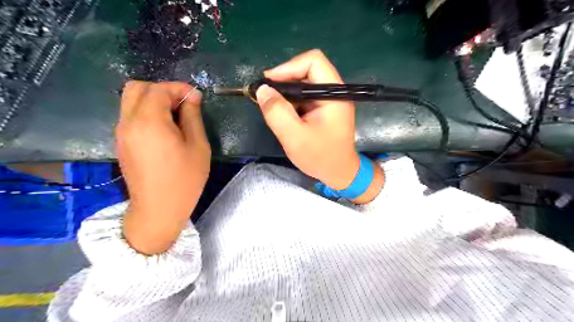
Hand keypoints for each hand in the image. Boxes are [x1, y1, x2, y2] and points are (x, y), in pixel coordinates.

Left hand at [114, 80, 209, 253]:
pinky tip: (164, 129)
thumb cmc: (185, 179)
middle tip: (183, 104)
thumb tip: (192, 97)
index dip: (179, 88)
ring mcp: (121, 133)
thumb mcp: (198, 146)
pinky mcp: (121, 142)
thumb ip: (193, 117)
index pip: (159, 89)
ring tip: (176, 116)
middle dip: (162, 89)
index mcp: (149, 122)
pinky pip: (130, 115)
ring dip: (153, 100)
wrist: (159, 209)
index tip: (196, 97)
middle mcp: (129, 122)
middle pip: (137, 88)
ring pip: (131, 100)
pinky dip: (146, 112)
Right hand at [257, 49, 382, 202]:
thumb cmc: (320, 157)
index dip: (288, 67)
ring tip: (273, 108)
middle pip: (307, 70)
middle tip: (266, 96)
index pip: (313, 61)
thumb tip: (262, 89)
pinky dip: (291, 102)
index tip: (269, 83)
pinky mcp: (324, 108)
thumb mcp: (295, 137)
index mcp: (334, 94)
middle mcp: (334, 92)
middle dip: (284, 81)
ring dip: (286, 93)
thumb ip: (277, 112)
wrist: (339, 173)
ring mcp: (329, 100)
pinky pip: (304, 96)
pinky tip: (283, 114)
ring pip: (304, 83)